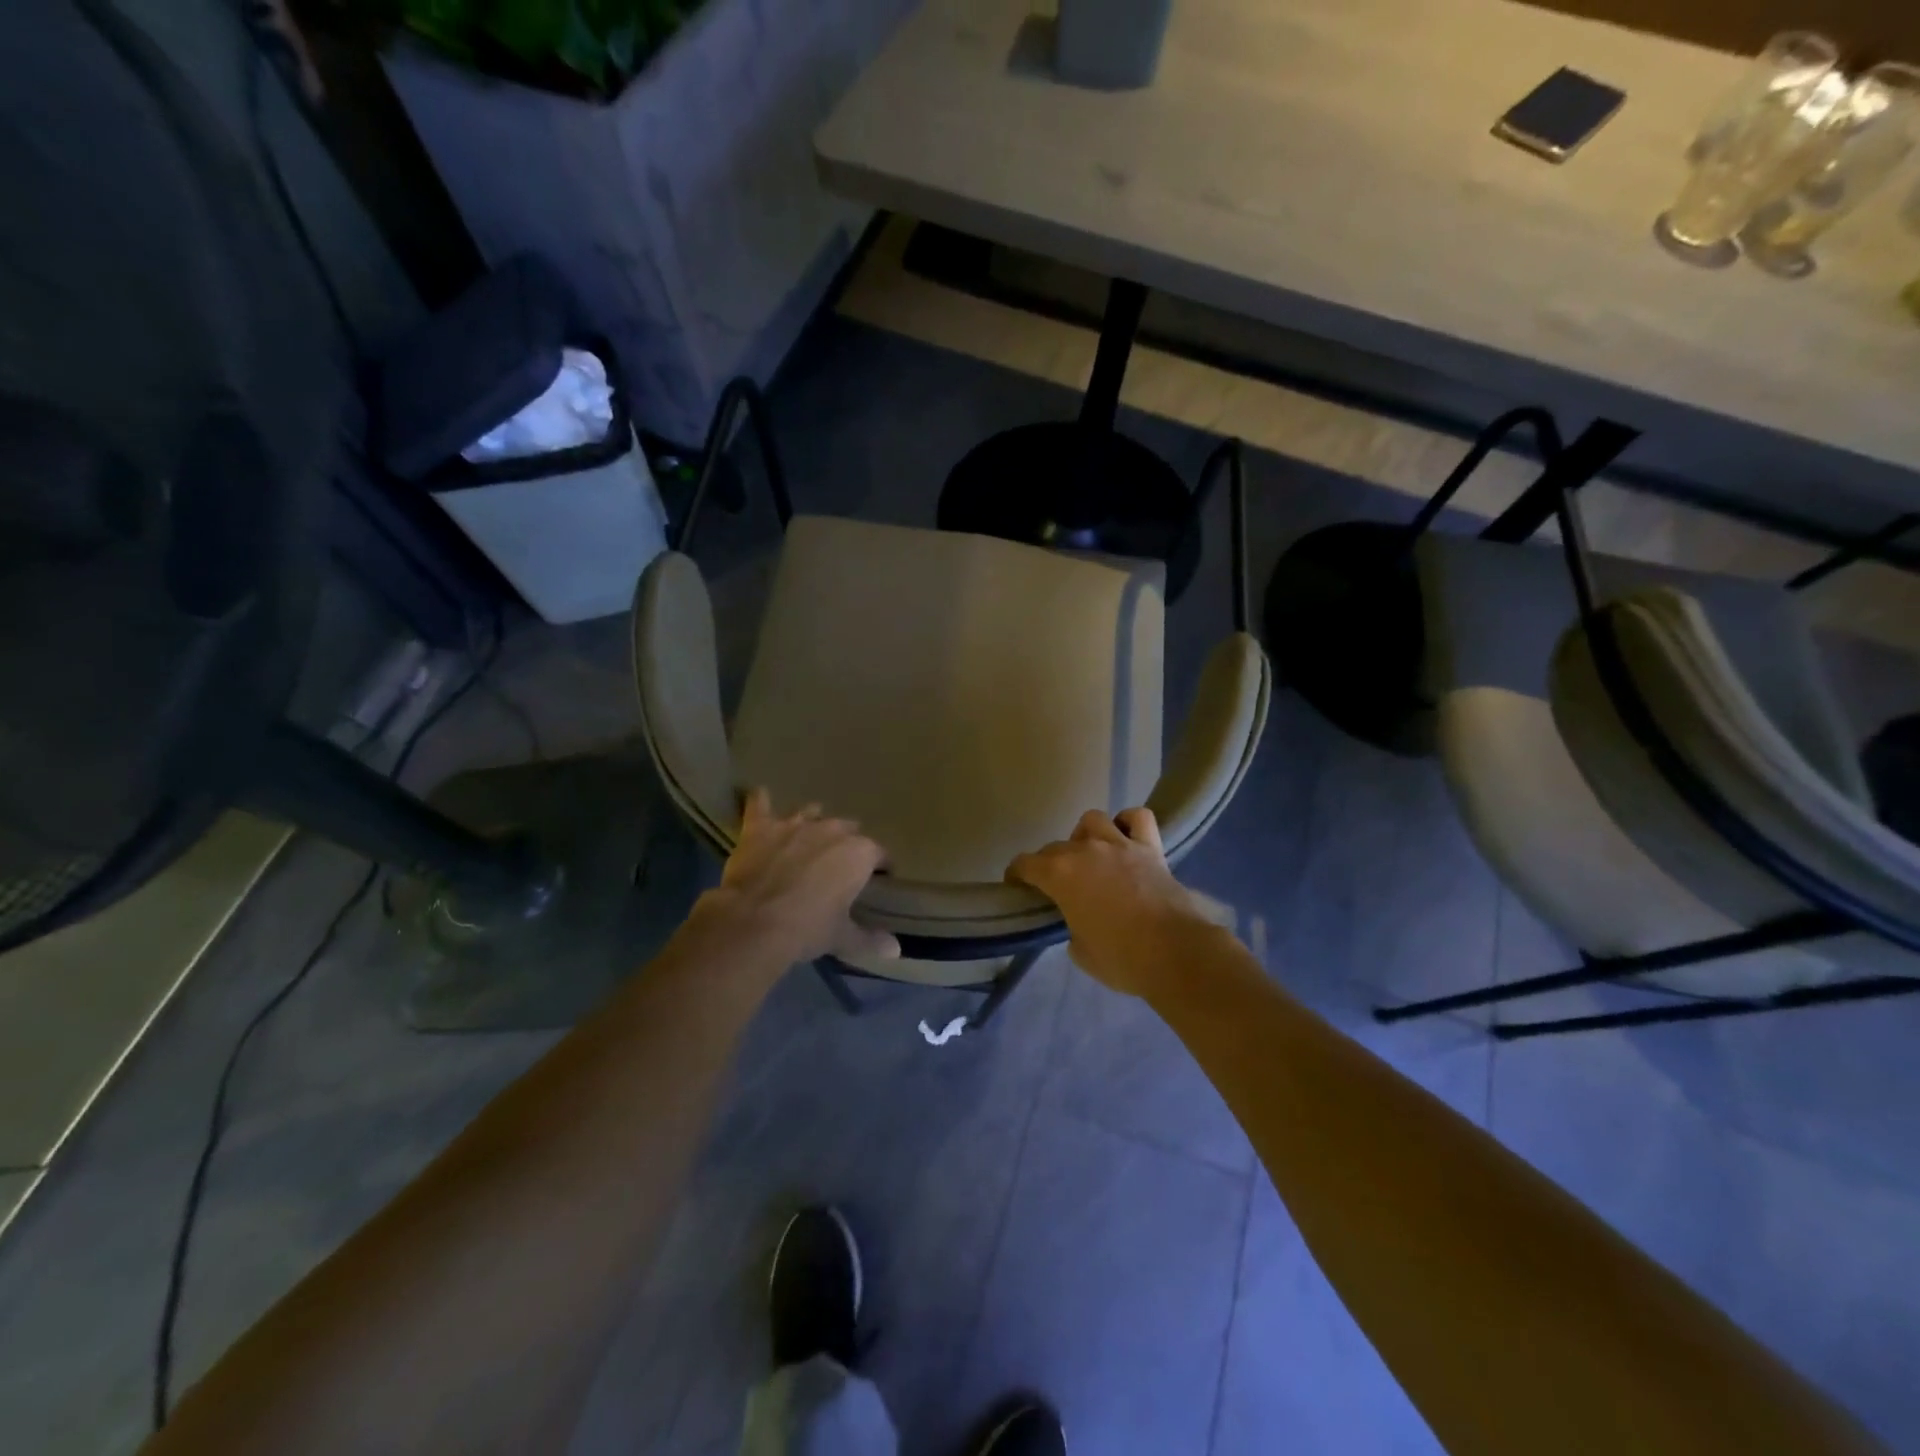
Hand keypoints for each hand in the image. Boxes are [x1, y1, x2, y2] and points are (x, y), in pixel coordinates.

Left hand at [697, 788, 898, 965]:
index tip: (878, 878)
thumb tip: (896, 951)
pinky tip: (760, 796)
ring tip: (808, 833)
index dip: (880, 867)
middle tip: (838, 865)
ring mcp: (795, 823)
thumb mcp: (843, 938)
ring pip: (810, 812)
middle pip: (848, 829)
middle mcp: (831, 830)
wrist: (754, 921)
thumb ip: (870, 940)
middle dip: (846, 843)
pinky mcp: (761, 826)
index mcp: (859, 853)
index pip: (880, 854)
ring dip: (812, 821)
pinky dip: (760, 802)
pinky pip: (760, 805)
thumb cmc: (808, 928)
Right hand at [1006, 808, 1211, 996]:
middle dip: (1050, 863)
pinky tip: (1127, 837)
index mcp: (1059, 875)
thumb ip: (1072, 929)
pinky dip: (1129, 822)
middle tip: (1058, 885)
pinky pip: (1138, 818)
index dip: (1016, 875)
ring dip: (1086, 835)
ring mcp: (1119, 844)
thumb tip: (1080, 924)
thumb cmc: (1121, 958)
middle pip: (1056, 846)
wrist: (1174, 952)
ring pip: (1092, 820)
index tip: (1018, 887)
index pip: (1024, 863)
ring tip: (1091, 855)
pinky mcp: (1151, 847)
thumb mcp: (1081, 952)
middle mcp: (1085, 850)